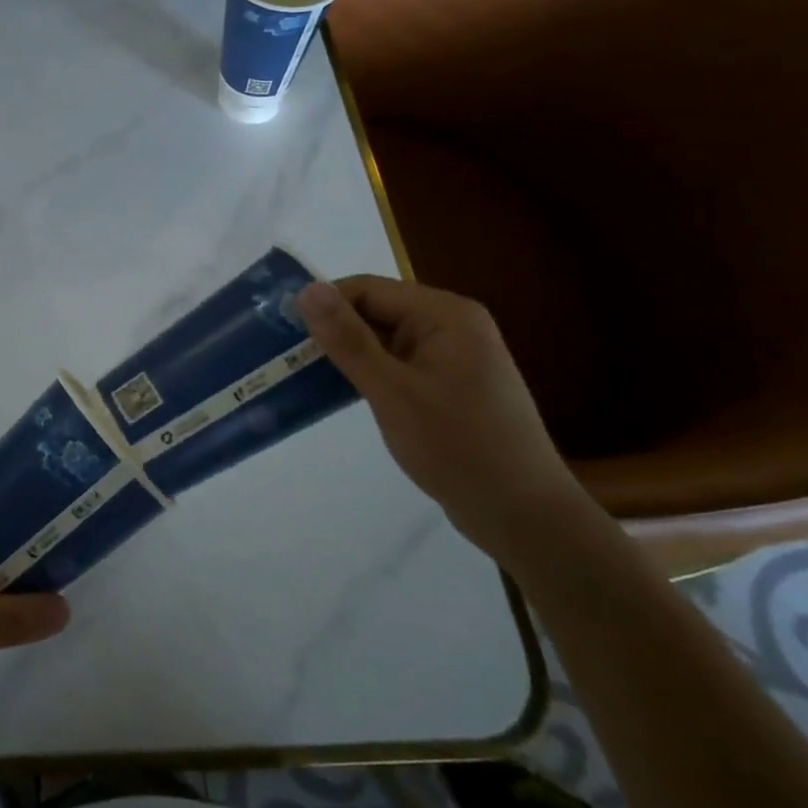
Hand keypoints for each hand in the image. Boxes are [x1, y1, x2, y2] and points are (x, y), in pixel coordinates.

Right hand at [296, 276, 595, 566]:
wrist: (525, 518)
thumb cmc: (458, 448)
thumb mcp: (393, 392)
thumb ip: (348, 339)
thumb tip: (307, 290)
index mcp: (445, 315)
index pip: (368, 289)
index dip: (324, 304)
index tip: (282, 330)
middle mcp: (452, 325)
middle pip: (375, 310)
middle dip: (333, 330)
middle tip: (286, 355)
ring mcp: (454, 356)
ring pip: (383, 338)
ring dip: (347, 354)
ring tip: (302, 373)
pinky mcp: (450, 384)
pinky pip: (397, 363)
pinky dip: (368, 373)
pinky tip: (340, 392)